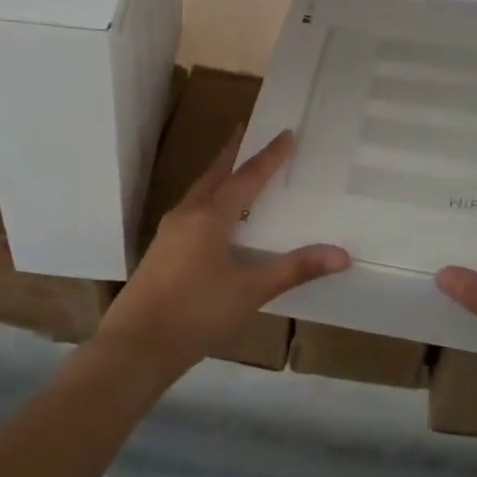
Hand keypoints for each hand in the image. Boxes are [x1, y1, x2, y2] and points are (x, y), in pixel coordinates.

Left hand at [96, 130, 349, 377]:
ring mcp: (169, 233)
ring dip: (217, 175)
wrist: (135, 347)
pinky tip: (213, 218)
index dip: (269, 156)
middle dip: (232, 153)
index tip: (285, 132)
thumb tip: (341, 254)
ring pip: (199, 192)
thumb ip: (295, 269)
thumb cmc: (196, 314)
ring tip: (232, 168)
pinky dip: (208, 200)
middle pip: (215, 174)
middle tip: (246, 130)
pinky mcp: (161, 251)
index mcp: (210, 216)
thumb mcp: (251, 291)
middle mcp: (187, 215)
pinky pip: (190, 211)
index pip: (247, 177)